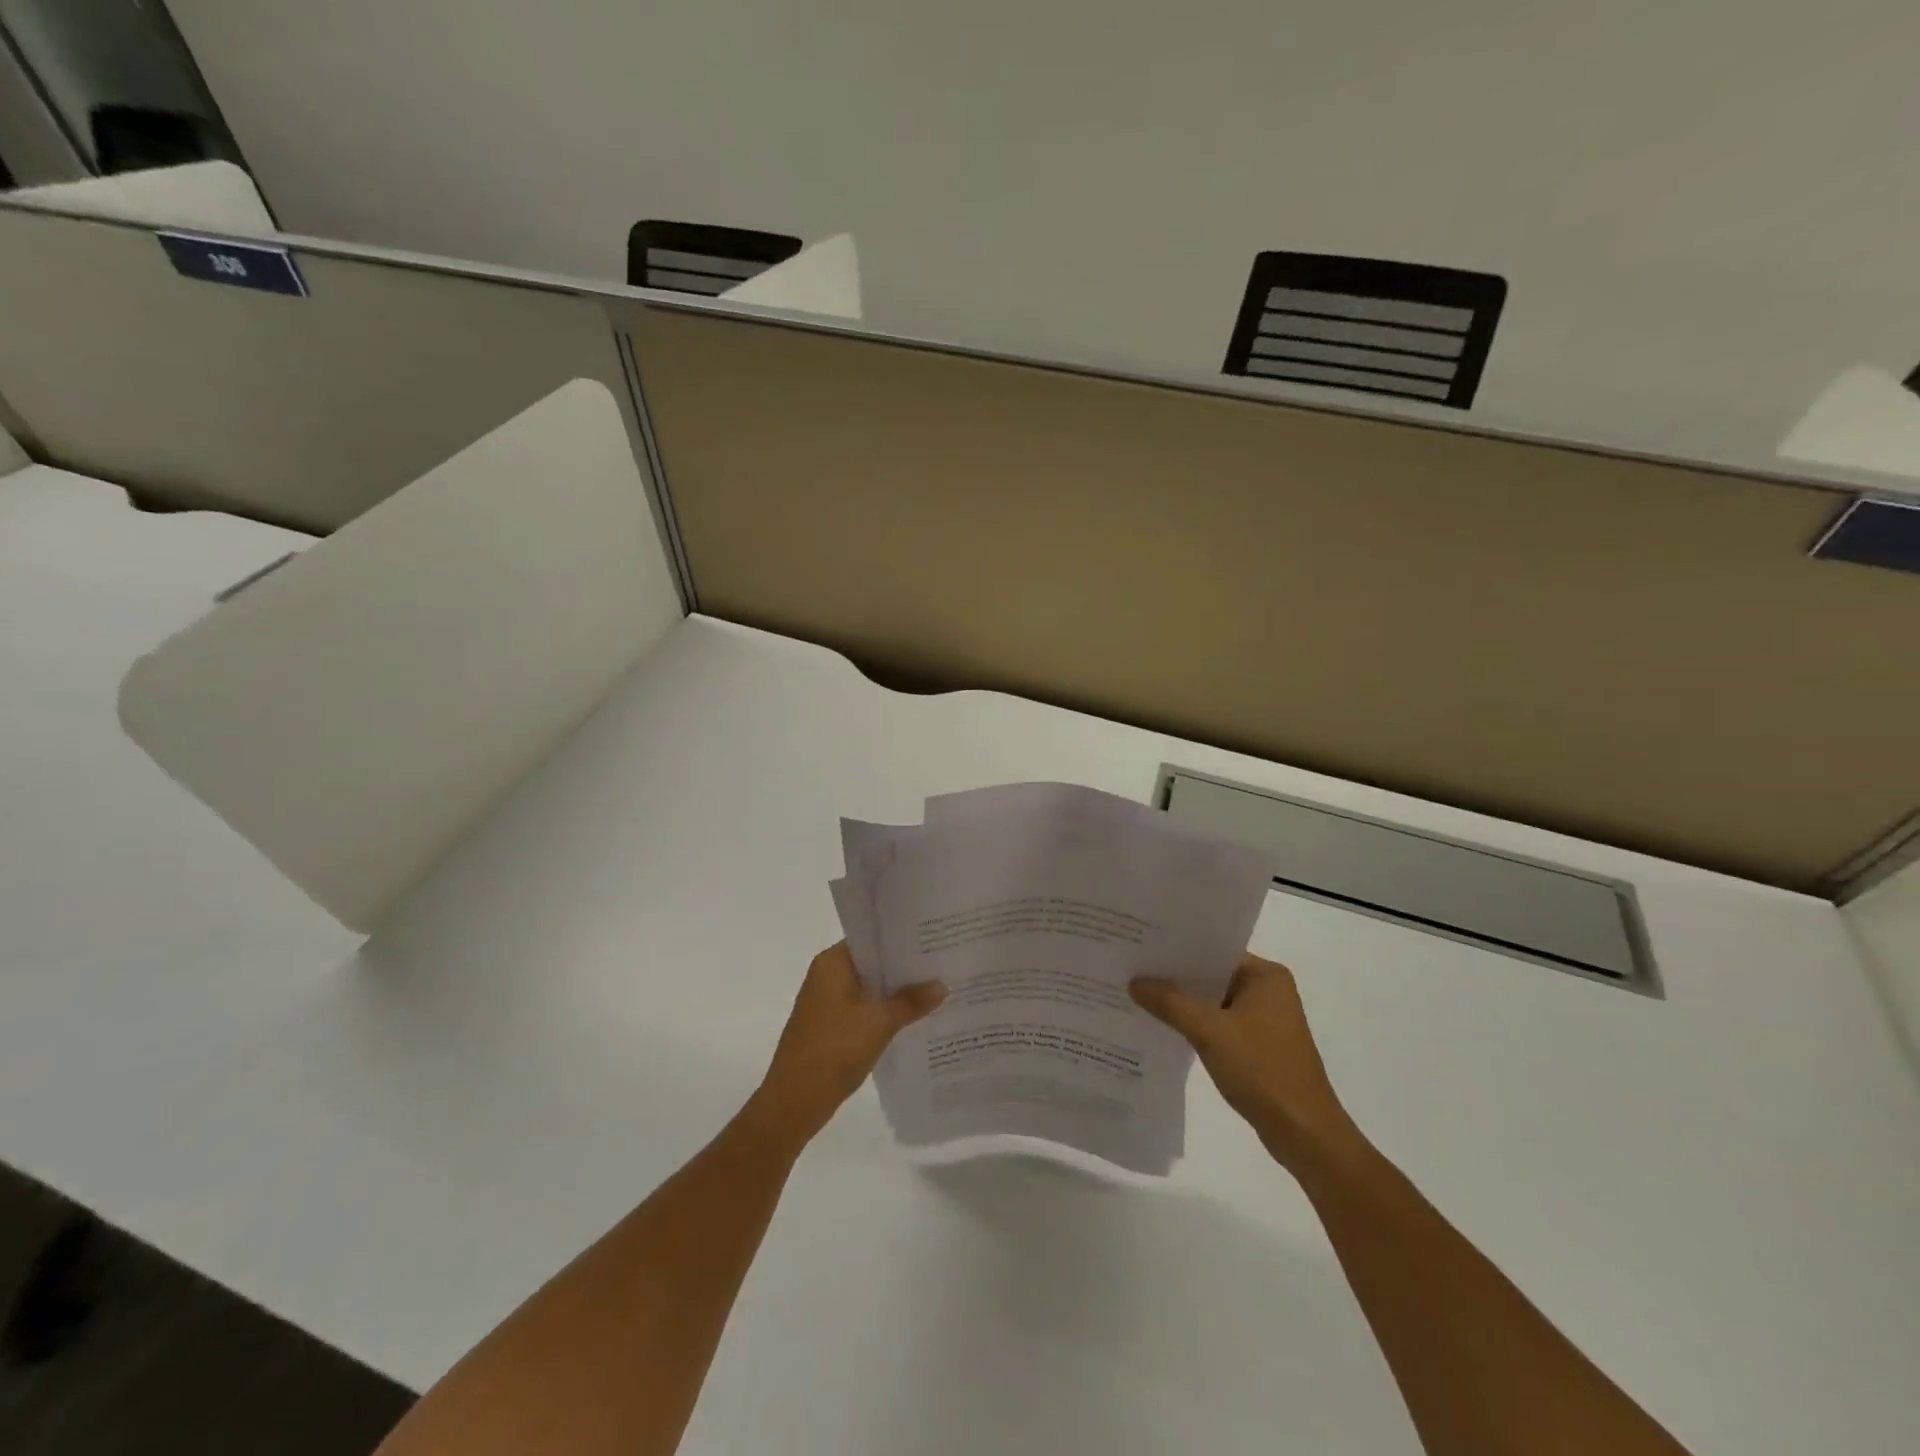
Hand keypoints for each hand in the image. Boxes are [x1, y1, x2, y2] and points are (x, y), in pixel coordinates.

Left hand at [751, 943, 944, 1150]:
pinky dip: (883, 1010)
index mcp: (832, 963)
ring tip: (934, 989)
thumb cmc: (834, 1051)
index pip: (871, 939)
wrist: (793, 1102)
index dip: (901, 939)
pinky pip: (862, 1007)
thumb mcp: (880, 1024)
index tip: (932, 939)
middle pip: (871, 963)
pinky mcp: (829, 1025)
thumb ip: (911, 1002)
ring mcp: (825, 1001)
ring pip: (868, 987)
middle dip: (903, 967)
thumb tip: (941, 985)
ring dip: (895, 991)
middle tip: (941, 964)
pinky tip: (911, 1018)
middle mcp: (826, 975)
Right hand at [1131, 954, 1354, 1171]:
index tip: (1140, 946)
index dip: (1177, 950)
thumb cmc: (1263, 1071)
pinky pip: (1218, 1024)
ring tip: (1137, 993)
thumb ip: (1170, 1003)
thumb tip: (1133, 981)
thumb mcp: (1210, 1032)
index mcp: (1266, 976)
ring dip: (1182, 1003)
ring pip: (1212, 1002)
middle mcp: (1267, 991)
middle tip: (1131, 967)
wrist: (1304, 1134)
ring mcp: (1263, 1020)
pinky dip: (1194, 1025)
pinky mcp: (1257, 1046)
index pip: (1213, 951)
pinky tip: (1162, 1025)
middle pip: (1211, 976)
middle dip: (1175, 977)